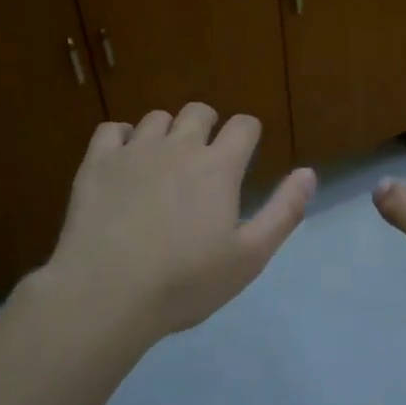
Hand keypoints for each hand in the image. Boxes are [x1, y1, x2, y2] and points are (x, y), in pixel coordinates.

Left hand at [36, 104, 316, 344]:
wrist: (107, 293)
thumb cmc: (185, 282)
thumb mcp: (249, 257)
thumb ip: (283, 212)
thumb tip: (308, 173)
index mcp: (219, 167)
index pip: (244, 125)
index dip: (248, 134)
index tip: (243, 154)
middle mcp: (179, 147)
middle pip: (199, 111)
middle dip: (208, 126)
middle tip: (204, 160)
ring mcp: (135, 151)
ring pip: (157, 118)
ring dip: (167, 132)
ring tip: (163, 164)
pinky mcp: (97, 162)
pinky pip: (112, 129)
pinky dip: (122, 139)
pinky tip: (124, 163)